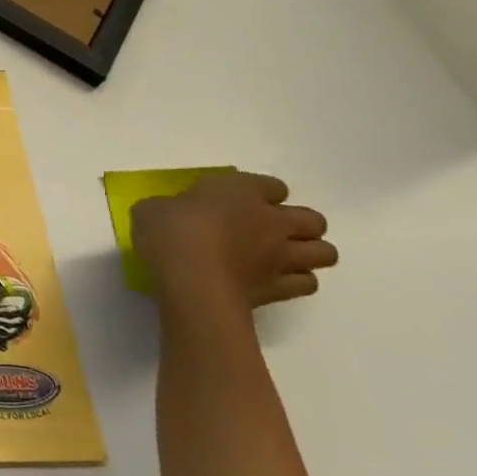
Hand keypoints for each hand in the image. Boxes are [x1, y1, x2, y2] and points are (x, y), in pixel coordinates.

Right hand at [131, 172, 335, 321]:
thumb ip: (168, 208)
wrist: (191, 279)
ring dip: (307, 253)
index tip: (240, 201)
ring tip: (281, 257)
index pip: (272, 185)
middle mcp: (271, 220)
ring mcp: (282, 256)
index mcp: (239, 191)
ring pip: (325, 253)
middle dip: (299, 225)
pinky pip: (307, 283)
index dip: (261, 193)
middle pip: (313, 219)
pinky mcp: (281, 289)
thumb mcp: (152, 209)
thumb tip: (168, 214)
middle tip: (269, 230)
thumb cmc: (170, 233)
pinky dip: (296, 281)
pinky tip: (273, 280)